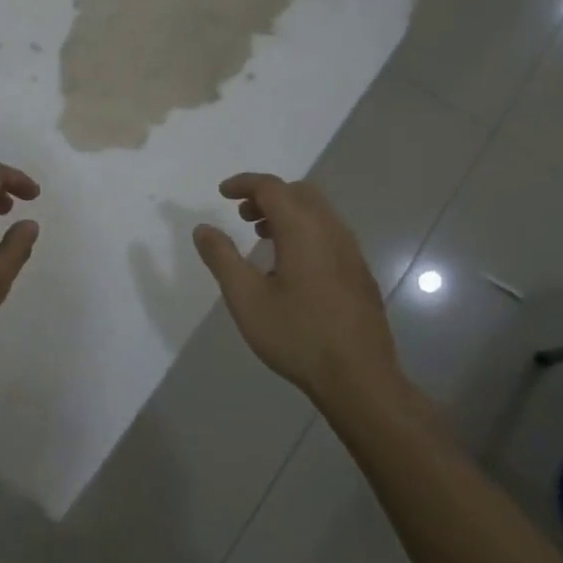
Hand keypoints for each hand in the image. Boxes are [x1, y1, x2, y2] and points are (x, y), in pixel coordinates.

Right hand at [192, 173, 405, 405]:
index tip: (222, 193)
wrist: (359, 378)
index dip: (244, 184)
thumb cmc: (297, 335)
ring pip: (318, 212)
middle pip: (299, 193)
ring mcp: (351, 252)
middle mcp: (331, 231)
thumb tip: (203, 229)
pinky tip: (290, 265)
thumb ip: (222, 258)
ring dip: (287, 212)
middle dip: (267, 195)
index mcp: (303, 230)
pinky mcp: (359, 273)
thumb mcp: (246, 298)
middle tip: (241, 215)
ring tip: (261, 237)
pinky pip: (329, 233)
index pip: (272, 187)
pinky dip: (304, 230)